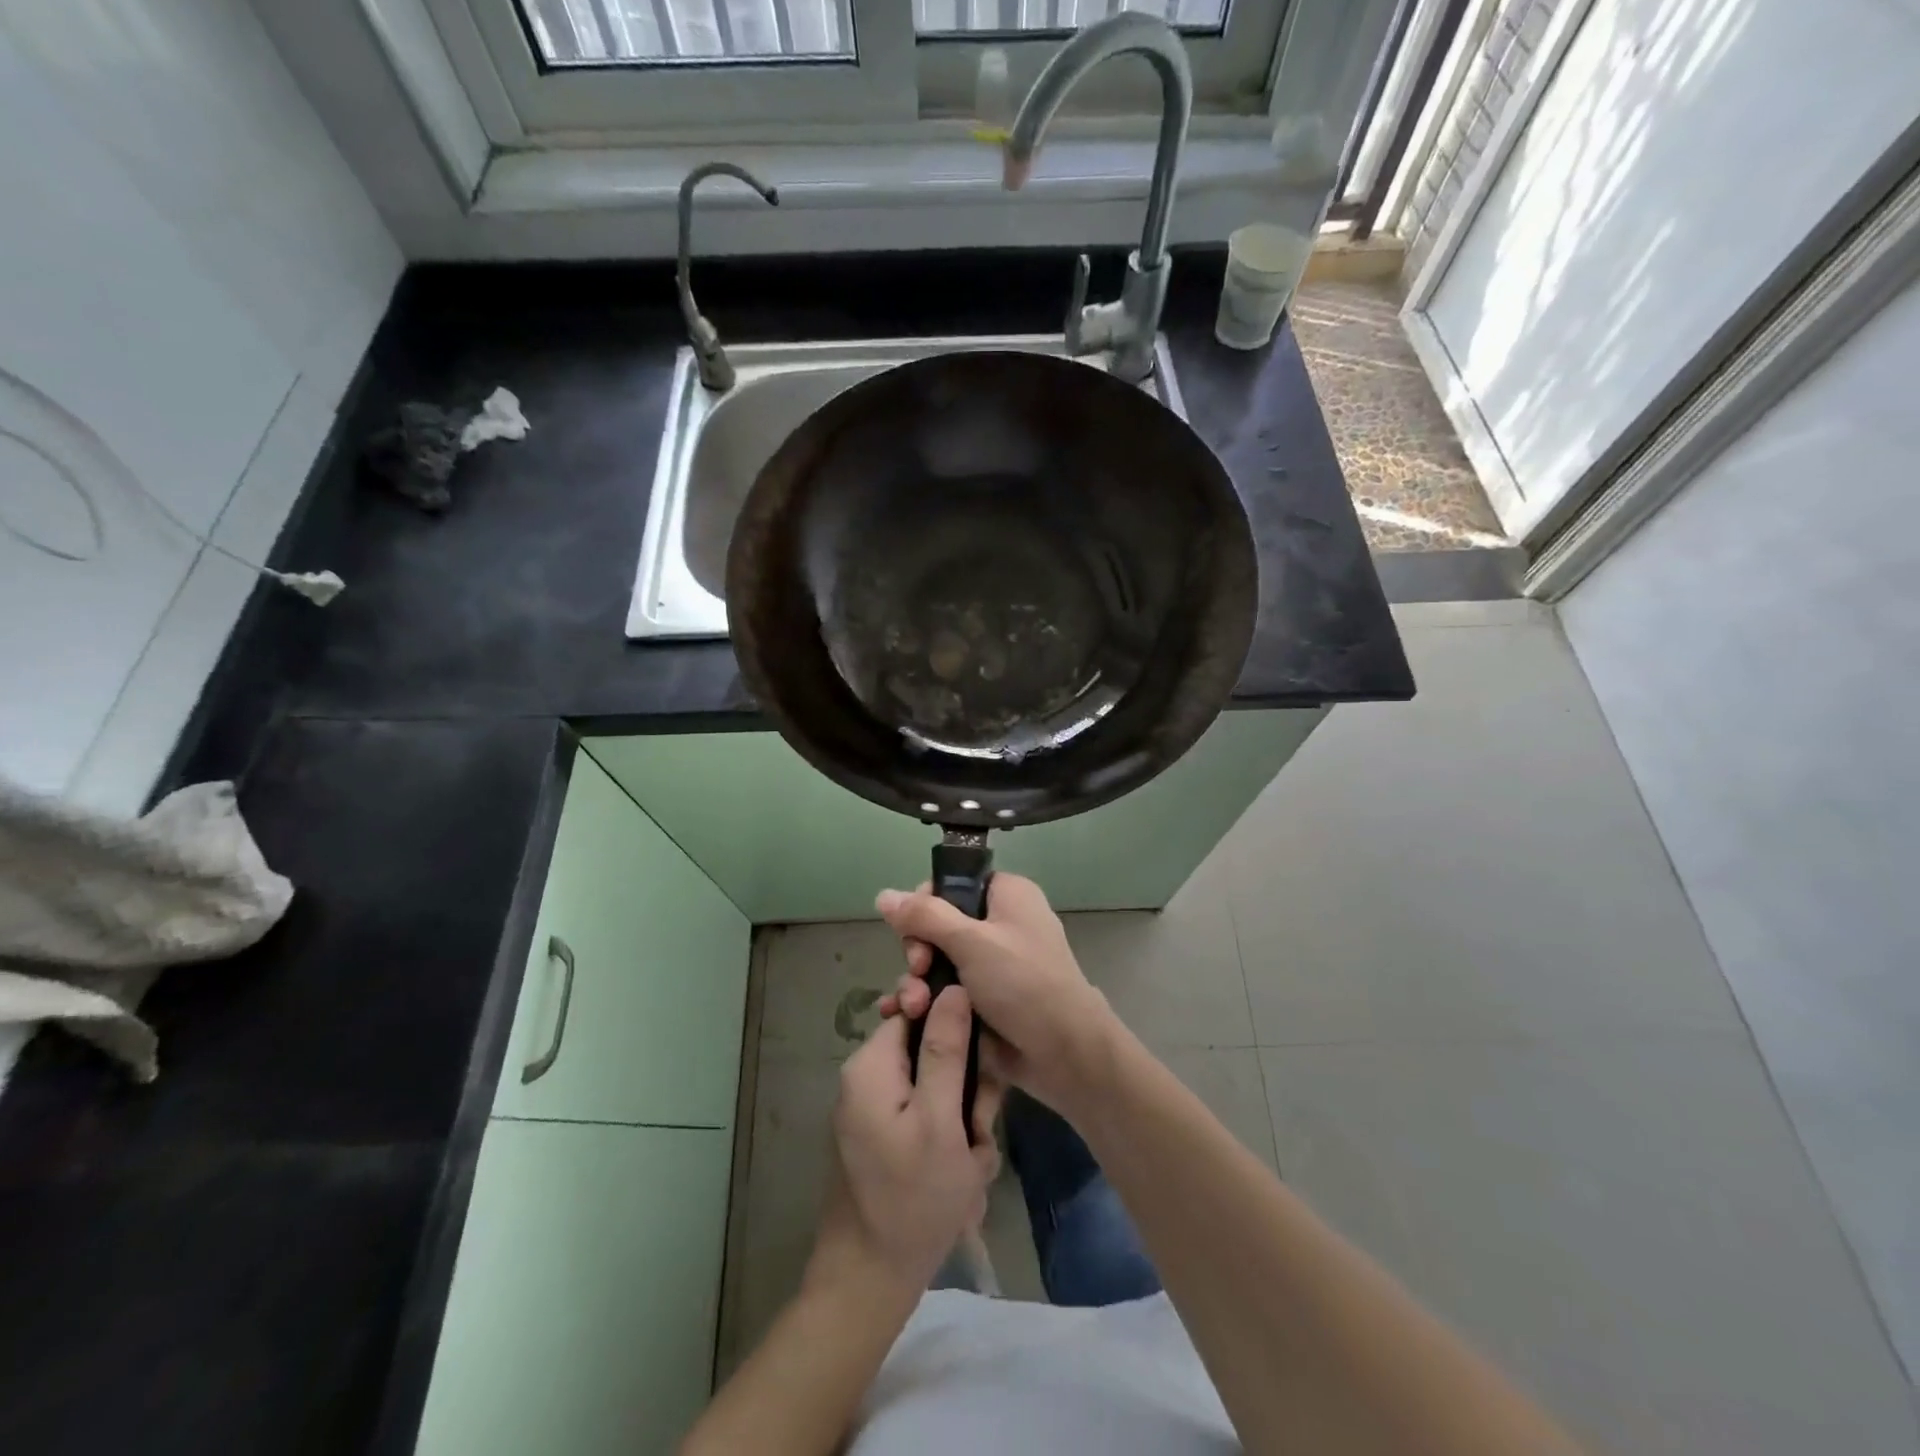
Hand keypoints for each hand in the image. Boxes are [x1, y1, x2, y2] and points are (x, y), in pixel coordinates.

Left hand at [808, 984, 1003, 1299]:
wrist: (868, 1281)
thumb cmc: (911, 1199)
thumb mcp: (939, 1120)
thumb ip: (945, 1049)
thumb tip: (952, 986)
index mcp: (872, 1063)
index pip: (920, 1009)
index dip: (957, 1030)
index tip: (979, 1069)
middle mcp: (867, 1075)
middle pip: (931, 1049)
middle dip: (964, 1088)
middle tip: (974, 1134)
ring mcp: (874, 1106)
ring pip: (937, 1085)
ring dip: (962, 1119)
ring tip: (969, 1164)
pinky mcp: (884, 1133)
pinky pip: (927, 1114)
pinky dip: (949, 1138)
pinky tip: (961, 1175)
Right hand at [875, 874, 1118, 1117]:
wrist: (1063, 1053)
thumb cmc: (1023, 983)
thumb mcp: (971, 942)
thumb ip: (924, 916)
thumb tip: (883, 894)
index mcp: (1006, 896)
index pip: (953, 884)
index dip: (926, 904)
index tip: (913, 928)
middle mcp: (999, 924)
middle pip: (938, 925)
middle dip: (919, 951)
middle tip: (919, 970)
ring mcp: (990, 966)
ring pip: (937, 962)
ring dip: (917, 982)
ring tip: (912, 1007)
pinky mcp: (982, 1001)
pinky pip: (944, 992)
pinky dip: (924, 1002)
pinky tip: (900, 1017)